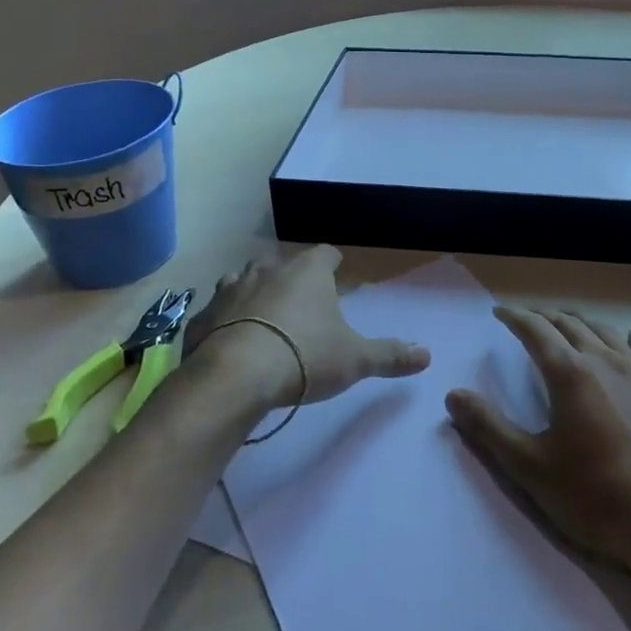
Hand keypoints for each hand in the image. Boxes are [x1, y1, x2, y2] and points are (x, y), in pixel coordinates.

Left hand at [185, 245, 429, 411]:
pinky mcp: (203, 315)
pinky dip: (224, 321)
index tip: (337, 275)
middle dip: (291, 279)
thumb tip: (427, 354)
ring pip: (244, 280)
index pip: (326, 253)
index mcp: (308, 271)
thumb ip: (390, 355)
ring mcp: (230, 288)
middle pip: (283, 264)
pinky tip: (229, 341)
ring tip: (263, 319)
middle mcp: (268, 268)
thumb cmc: (304, 357)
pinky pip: (217, 311)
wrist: (235, 377)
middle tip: (302, 304)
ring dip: (254, 294)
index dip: (333, 263)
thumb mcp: (355, 359)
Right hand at [446, 308, 630, 573]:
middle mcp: (606, 362)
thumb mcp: (530, 467)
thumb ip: (489, 428)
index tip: (501, 312)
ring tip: (570, 324)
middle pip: (571, 326)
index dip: (515, 318)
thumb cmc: (595, 499)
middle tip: (529, 319)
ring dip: (583, 323)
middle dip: (546, 317)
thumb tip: (453, 395)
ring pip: (608, 333)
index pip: (536, 331)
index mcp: (570, 374)